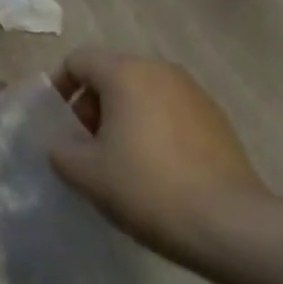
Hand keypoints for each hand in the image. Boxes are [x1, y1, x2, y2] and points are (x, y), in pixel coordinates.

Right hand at [49, 46, 266, 264]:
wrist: (227, 223)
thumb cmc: (145, 187)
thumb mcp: (86, 173)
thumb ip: (61, 151)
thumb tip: (63, 145)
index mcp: (127, 74)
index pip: (79, 60)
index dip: (59, 86)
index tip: (55, 122)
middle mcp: (162, 72)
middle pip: (112, 74)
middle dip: (90, 105)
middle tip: (83, 146)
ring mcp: (194, 94)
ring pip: (142, 93)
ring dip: (121, 118)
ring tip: (116, 160)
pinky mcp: (216, 119)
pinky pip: (169, 111)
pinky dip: (150, 128)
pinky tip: (151, 169)